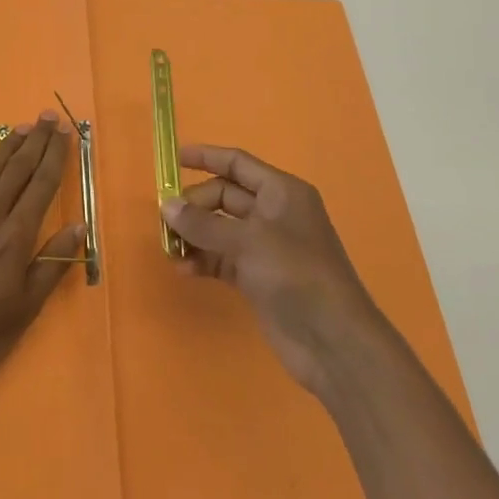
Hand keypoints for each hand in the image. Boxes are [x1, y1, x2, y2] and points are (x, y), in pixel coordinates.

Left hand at [0, 114, 84, 414]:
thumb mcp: (23, 313)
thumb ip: (51, 266)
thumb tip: (78, 227)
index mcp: (13, 239)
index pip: (41, 185)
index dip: (55, 156)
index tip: (65, 132)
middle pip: (16, 169)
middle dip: (35, 141)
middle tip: (47, 116)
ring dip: (6, 145)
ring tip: (22, 128)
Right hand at [164, 144, 384, 396]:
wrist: (333, 341)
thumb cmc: (295, 274)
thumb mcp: (248, 242)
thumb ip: (204, 224)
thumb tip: (167, 206)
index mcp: (281, 192)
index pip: (237, 163)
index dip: (206, 157)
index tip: (173, 159)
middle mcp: (273, 214)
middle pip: (224, 196)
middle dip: (195, 205)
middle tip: (166, 219)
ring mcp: (265, 247)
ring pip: (220, 229)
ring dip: (195, 235)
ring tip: (168, 247)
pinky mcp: (257, 277)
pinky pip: (222, 258)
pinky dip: (203, 260)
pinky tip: (183, 270)